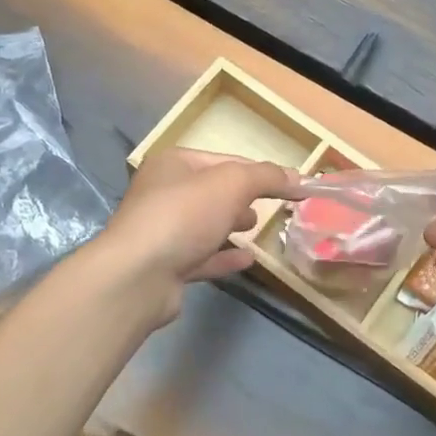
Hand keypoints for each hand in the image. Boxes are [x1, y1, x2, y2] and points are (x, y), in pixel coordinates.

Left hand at [92, 148, 298, 322]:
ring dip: (230, 224)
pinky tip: (247, 259)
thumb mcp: (232, 184)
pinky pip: (201, 256)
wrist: (138, 276)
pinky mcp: (165, 266)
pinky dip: (224, 256)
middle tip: (269, 206)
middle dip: (241, 196)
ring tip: (256, 227)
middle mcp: (163, 193)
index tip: (290, 185)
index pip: (225, 160)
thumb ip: (266, 177)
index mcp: (174, 164)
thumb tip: (297, 176)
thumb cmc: (184, 216)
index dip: (260, 172)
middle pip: (212, 191)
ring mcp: (162, 231)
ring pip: (204, 223)